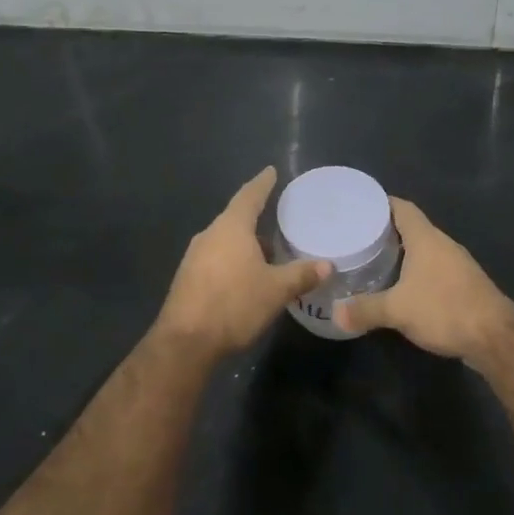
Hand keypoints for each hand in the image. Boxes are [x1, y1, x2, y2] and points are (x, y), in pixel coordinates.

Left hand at [155, 167, 330, 359]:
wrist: (185, 342)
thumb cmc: (234, 305)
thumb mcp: (276, 290)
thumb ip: (301, 275)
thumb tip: (327, 265)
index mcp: (230, 228)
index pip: (249, 196)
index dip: (262, 183)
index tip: (271, 172)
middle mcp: (209, 236)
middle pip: (236, 220)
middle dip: (257, 221)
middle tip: (279, 222)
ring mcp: (194, 258)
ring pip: (226, 242)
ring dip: (246, 246)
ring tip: (269, 254)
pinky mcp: (188, 279)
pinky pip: (216, 260)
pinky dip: (234, 262)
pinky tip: (247, 278)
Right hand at [334, 197, 513, 361]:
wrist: (495, 337)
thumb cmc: (445, 309)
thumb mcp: (397, 310)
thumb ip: (365, 310)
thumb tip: (336, 314)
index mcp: (426, 239)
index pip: (402, 208)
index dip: (381, 203)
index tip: (358, 206)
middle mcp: (443, 245)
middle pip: (412, 227)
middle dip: (386, 230)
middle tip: (358, 236)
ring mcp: (456, 265)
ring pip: (424, 250)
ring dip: (402, 253)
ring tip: (374, 260)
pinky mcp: (464, 285)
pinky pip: (433, 269)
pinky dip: (415, 272)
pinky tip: (400, 287)